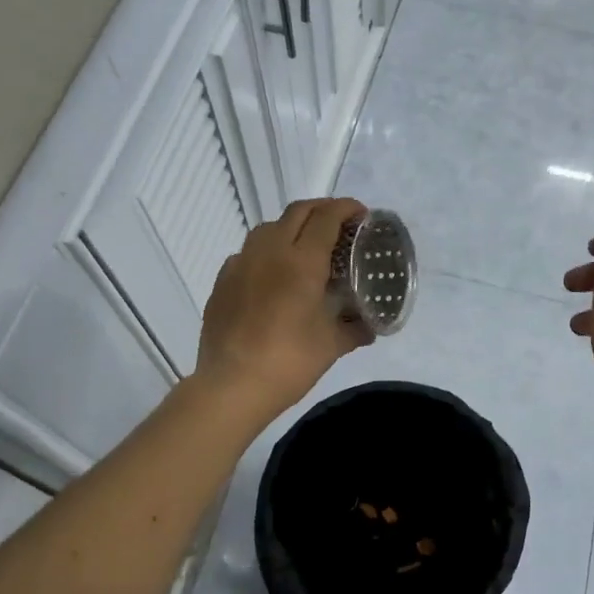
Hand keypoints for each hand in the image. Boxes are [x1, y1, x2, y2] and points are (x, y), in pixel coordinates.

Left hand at [195, 197, 372, 424]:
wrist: (232, 385)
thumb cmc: (289, 362)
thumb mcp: (332, 346)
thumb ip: (355, 329)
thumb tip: (370, 327)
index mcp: (302, 262)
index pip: (327, 218)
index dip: (347, 208)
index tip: (361, 214)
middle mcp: (270, 252)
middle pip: (298, 212)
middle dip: (322, 209)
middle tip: (340, 223)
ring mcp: (241, 264)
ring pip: (269, 227)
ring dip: (292, 226)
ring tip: (306, 245)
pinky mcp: (222, 280)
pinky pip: (248, 252)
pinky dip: (267, 251)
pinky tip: (273, 275)